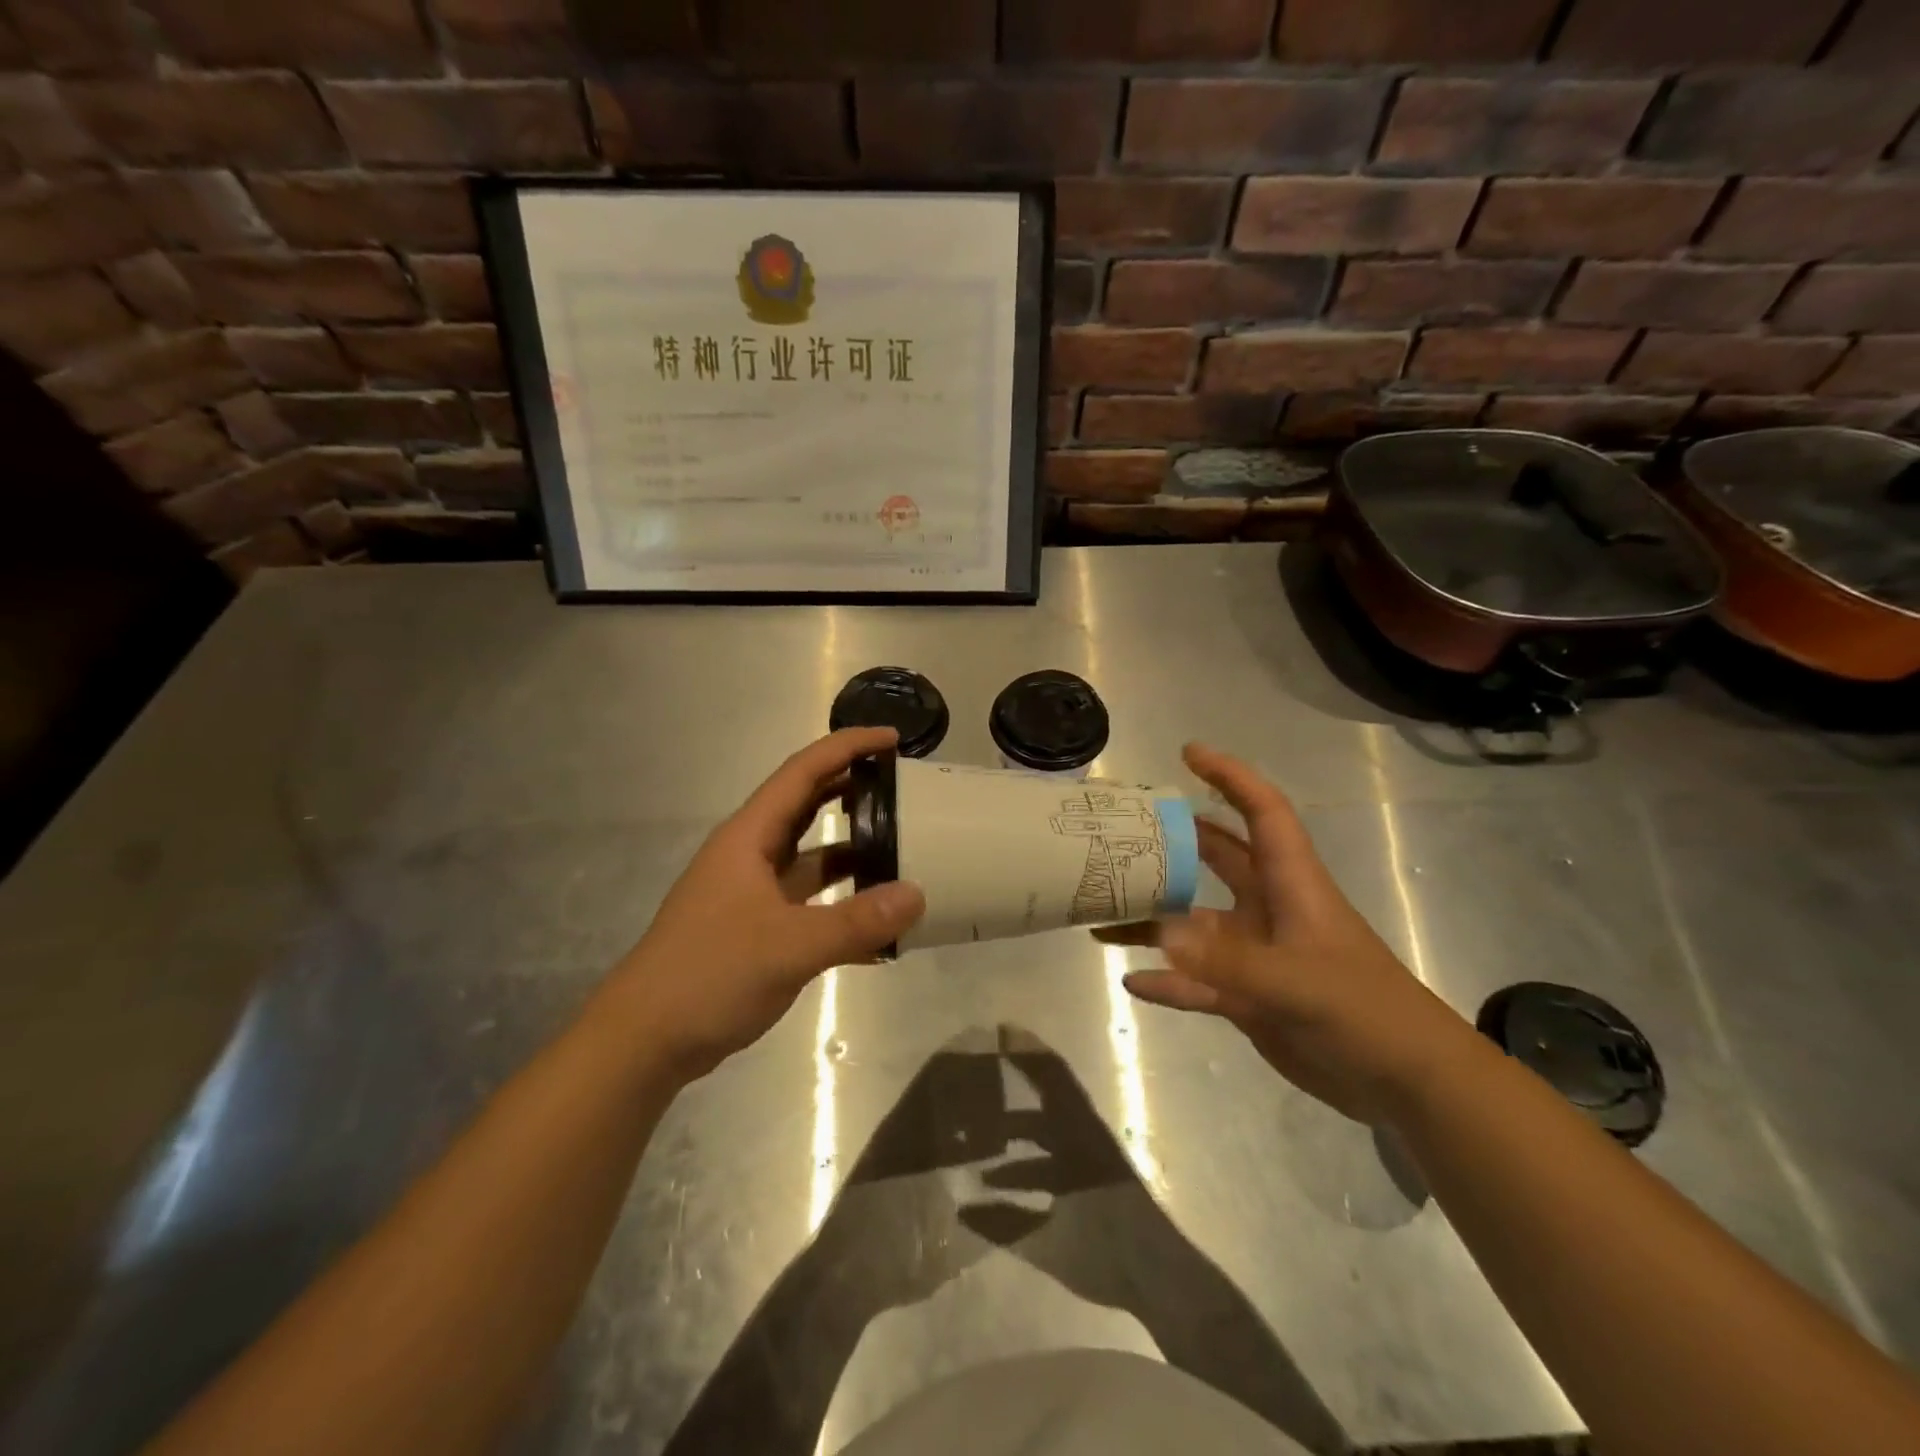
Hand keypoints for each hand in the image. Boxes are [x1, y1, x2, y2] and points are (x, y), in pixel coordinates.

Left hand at [603, 727, 923, 1078]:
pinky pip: (810, 904)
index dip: (847, 748)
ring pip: (811, 857)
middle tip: (904, 789)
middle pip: (807, 806)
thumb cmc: (709, 974)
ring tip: (903, 849)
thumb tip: (918, 895)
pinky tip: (880, 926)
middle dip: (853, 790)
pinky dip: (843, 906)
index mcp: (749, 837)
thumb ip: (856, 922)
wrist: (644, 1041)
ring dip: (853, 851)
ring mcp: (753, 893)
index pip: (803, 772)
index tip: (892, 739)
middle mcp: (751, 855)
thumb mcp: (789, 946)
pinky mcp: (758, 929)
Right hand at [1102, 742, 1475, 1126]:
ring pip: (1194, 924)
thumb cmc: (1364, 1010)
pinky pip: (1194, 981)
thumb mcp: (1297, 982)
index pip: (1262, 813)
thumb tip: (1160, 932)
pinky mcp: (1248, 995)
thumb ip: (1227, 959)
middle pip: (1217, 858)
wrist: (1405, 1081)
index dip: (1230, 777)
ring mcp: (1255, 953)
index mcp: (1291, 884)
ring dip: (1154, 919)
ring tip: (1102, 913)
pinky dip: (1166, 980)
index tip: (1188, 754)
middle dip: (1176, 840)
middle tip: (1123, 830)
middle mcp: (1268, 909)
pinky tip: (1132, 981)